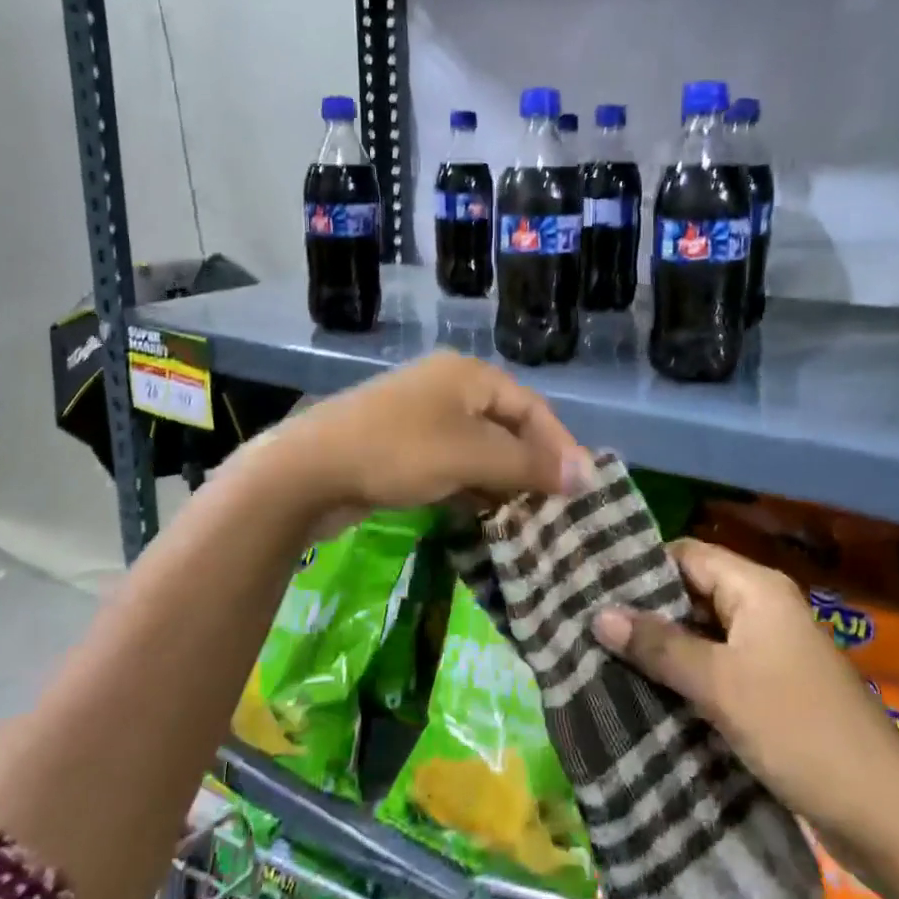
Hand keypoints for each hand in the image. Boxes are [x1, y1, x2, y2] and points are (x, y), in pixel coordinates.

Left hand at [256, 353, 594, 535]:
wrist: (310, 470)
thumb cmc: (399, 451)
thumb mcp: (471, 456)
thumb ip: (529, 465)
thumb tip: (588, 474)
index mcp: (469, 376)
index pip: (531, 407)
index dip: (559, 446)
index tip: (580, 489)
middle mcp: (449, 390)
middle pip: (506, 428)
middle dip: (530, 468)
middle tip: (554, 511)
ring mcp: (422, 420)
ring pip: (478, 451)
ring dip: (502, 484)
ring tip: (527, 522)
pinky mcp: (403, 450)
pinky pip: (452, 466)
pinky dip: (471, 489)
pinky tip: (485, 520)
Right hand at [590, 539, 898, 853]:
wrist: (885, 816)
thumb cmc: (799, 730)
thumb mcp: (720, 684)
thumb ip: (659, 645)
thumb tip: (598, 614)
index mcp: (756, 588)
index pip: (686, 554)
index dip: (641, 565)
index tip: (591, 583)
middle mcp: (762, 608)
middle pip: (692, 591)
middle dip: (645, 609)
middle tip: (588, 623)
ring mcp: (769, 650)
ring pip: (702, 632)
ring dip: (662, 645)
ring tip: (603, 655)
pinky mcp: (770, 689)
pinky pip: (716, 666)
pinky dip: (684, 674)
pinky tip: (645, 690)